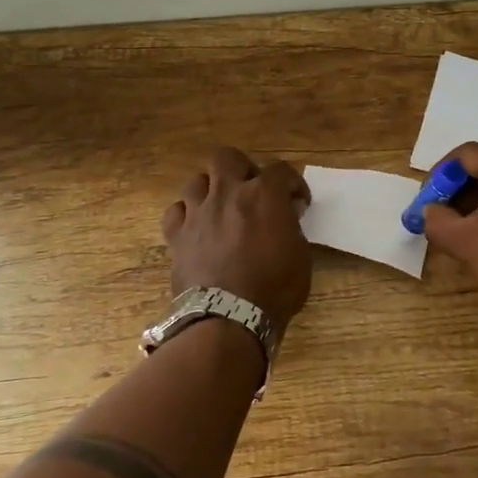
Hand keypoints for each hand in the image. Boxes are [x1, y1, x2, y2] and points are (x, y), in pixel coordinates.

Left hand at [161, 147, 313, 327]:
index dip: (293, 184)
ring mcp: (198, 212)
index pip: (281, 170)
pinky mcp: (177, 235)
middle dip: (242, 169)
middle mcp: (228, 193)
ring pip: (197, 181)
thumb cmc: (275, 289)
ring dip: (212, 190)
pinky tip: (196, 228)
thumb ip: (292, 228)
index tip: (298, 202)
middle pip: (227, 158)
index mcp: (264, 195)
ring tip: (222, 209)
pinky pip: (177, 211)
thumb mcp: (301, 257)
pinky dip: (187, 215)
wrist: (229, 319)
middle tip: (252, 190)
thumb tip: (286, 217)